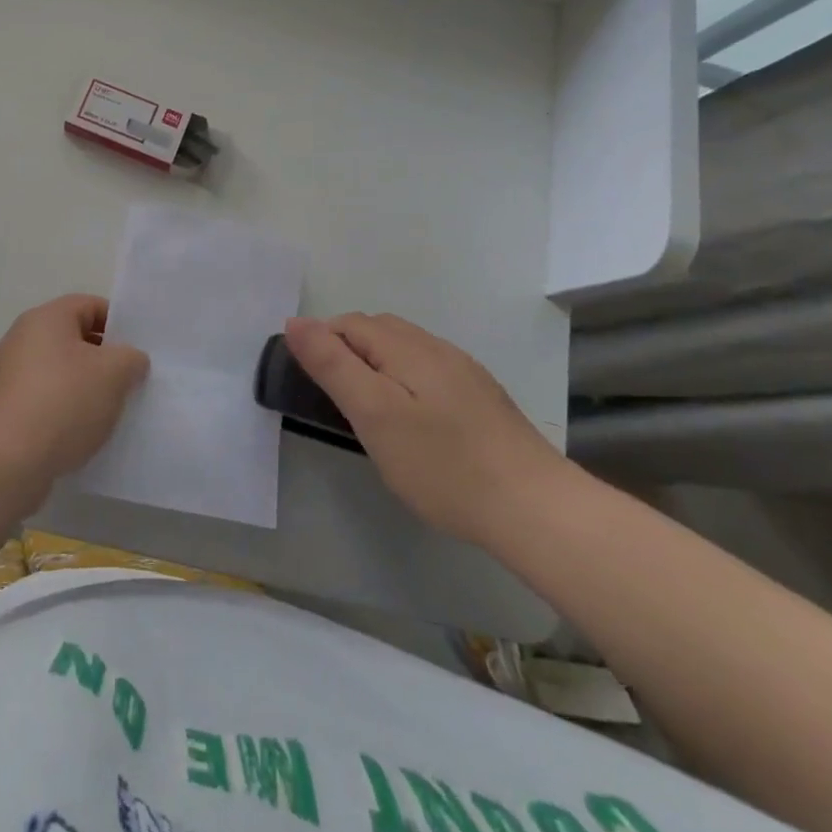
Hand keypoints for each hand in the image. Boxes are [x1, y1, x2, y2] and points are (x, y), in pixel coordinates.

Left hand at [0, 294, 149, 483]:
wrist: (5, 461)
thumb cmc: (63, 402)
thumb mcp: (114, 373)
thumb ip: (131, 358)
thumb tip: (130, 360)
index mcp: (46, 318)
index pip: (90, 305)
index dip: (118, 323)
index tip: (138, 351)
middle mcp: (22, 339)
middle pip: (73, 339)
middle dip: (104, 359)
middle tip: (130, 382)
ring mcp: (10, 376)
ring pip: (60, 372)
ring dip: (86, 388)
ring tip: (110, 413)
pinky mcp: (5, 410)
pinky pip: (45, 401)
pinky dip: (65, 412)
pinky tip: (82, 435)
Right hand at [283, 313, 570, 546]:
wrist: (536, 509)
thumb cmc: (442, 464)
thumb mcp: (373, 414)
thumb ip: (332, 365)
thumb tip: (296, 322)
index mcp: (407, 347)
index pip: (349, 323)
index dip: (321, 343)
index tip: (310, 385)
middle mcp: (437, 348)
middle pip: (378, 330)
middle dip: (347, 351)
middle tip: (335, 400)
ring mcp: (465, 373)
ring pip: (405, 350)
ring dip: (377, 365)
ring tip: (368, 411)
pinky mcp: (482, 399)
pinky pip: (429, 372)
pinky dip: (405, 382)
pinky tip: (413, 420)